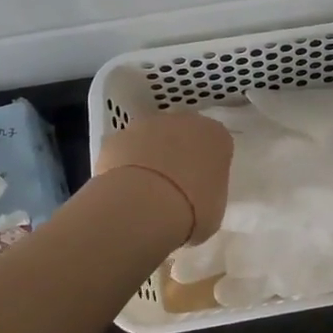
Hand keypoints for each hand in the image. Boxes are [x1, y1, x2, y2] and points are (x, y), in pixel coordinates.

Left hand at [95, 110, 232, 244]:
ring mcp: (146, 126)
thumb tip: (195, 198)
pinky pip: (124, 152)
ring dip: (149, 159)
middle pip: (183, 136)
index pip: (216, 145)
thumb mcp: (214, 209)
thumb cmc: (192, 210)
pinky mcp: (116, 138)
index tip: (202, 188)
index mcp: (215, 136)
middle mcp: (184, 122)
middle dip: (178, 157)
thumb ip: (208, 193)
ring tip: (145, 195)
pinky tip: (124, 193)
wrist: (143, 207)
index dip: (208, 167)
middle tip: (174, 190)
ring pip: (151, 140)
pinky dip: (124, 167)